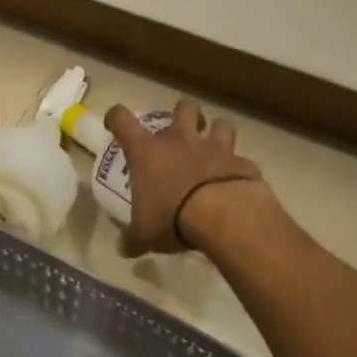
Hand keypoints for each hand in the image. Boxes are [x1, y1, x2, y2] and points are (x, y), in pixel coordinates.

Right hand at [107, 98, 264, 253]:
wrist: (224, 216)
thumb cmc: (172, 217)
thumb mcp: (144, 234)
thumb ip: (133, 239)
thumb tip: (123, 249)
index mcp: (148, 150)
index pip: (122, 119)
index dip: (115, 117)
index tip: (114, 123)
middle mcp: (180, 139)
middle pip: (182, 107)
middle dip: (183, 113)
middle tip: (181, 129)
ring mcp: (215, 147)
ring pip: (220, 123)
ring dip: (217, 132)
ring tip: (215, 146)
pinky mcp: (242, 162)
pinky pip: (241, 159)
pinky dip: (238, 167)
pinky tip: (236, 181)